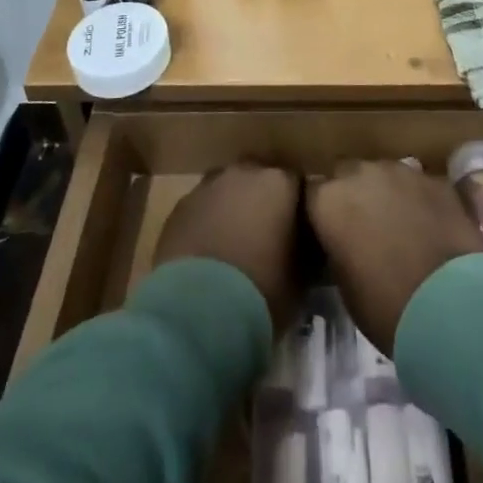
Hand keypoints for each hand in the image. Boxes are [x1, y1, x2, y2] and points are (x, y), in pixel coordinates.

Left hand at [155, 163, 301, 322]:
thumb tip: (302, 247)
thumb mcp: (300, 278)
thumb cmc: (262, 291)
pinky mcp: (179, 207)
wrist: (198, 310)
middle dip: (262, 202)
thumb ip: (304, 251)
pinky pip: (201, 209)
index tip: (298, 233)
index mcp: (280, 182)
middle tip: (265, 237)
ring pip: (226, 191)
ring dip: (231, 209)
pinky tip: (207, 254)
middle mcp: (244, 172)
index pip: (297, 185)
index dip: (297, 209)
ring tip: (233, 246)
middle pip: (258, 180)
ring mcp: (207, 186)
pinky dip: (206, 224)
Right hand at [306, 161, 482, 356]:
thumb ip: (338, 246)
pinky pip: (417, 183)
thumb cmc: (386, 306)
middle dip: (352, 193)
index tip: (328, 231)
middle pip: (347, 174)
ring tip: (398, 223)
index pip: (312, 193)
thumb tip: (344, 239)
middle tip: (362, 225)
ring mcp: (401, 171)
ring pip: (383, 173)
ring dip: (385, 192)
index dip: (321, 212)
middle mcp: (361, 173)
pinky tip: (428, 224)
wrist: (450, 306)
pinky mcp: (435, 179)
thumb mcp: (344, 282)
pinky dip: (417, 199)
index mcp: (329, 200)